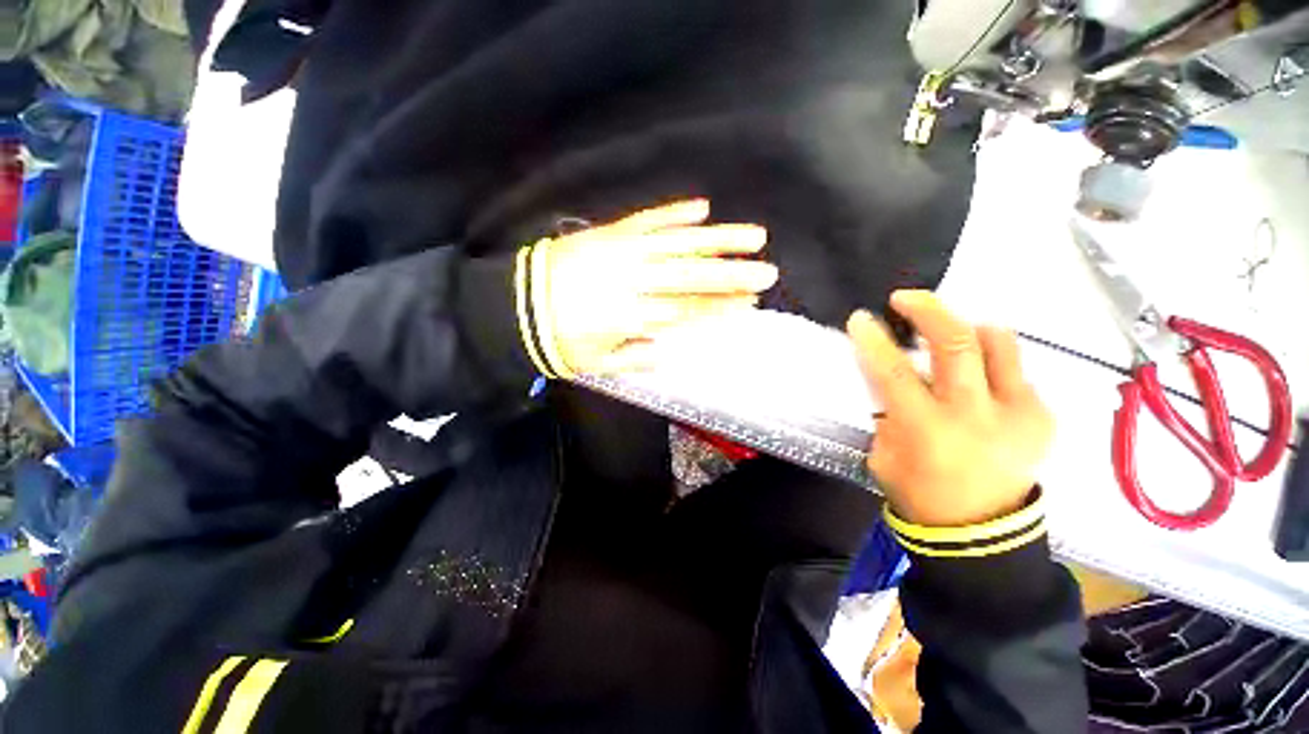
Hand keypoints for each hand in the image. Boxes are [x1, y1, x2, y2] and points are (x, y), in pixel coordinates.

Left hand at [533, 199, 777, 375]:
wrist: (515, 305)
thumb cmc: (559, 341)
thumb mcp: (598, 364)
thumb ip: (636, 358)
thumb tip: (669, 351)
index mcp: (632, 317)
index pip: (687, 310)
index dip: (720, 307)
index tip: (748, 304)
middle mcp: (634, 281)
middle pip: (692, 276)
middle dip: (734, 274)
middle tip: (768, 271)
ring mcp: (622, 251)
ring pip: (678, 243)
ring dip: (718, 238)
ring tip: (754, 235)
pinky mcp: (609, 232)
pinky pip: (647, 219)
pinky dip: (675, 213)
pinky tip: (702, 208)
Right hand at [847, 291, 1053, 527]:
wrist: (980, 530)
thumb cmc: (918, 490)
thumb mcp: (884, 452)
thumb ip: (887, 411)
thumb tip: (890, 377)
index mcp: (926, 428)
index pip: (894, 370)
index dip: (874, 339)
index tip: (860, 318)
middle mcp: (975, 413)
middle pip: (955, 342)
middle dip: (927, 309)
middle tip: (905, 298)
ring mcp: (1017, 412)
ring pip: (998, 343)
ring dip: (967, 327)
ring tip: (950, 331)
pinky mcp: (1041, 416)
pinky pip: (1014, 370)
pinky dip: (990, 363)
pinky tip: (977, 381)